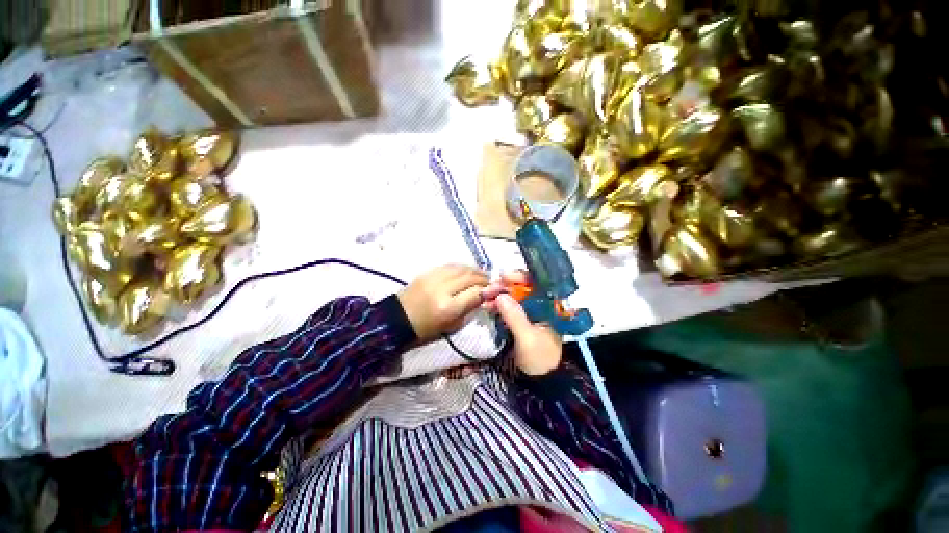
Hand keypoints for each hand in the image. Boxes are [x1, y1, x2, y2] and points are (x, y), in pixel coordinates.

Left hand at [397, 264, 488, 342]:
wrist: (398, 318)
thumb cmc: (426, 328)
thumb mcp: (451, 325)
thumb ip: (469, 309)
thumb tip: (483, 296)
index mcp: (448, 308)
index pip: (475, 293)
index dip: (488, 291)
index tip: (495, 290)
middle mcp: (442, 289)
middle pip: (470, 278)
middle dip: (483, 278)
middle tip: (491, 281)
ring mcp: (434, 278)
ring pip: (461, 268)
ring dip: (475, 270)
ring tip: (482, 274)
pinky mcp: (428, 272)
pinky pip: (450, 265)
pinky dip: (462, 267)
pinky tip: (468, 270)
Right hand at [483, 271, 562, 375]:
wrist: (537, 381)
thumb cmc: (539, 359)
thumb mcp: (528, 339)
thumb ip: (515, 317)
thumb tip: (501, 296)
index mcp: (551, 307)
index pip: (539, 283)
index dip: (521, 277)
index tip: (505, 277)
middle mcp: (541, 304)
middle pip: (523, 287)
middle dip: (506, 286)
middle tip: (489, 289)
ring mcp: (529, 311)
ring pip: (513, 295)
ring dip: (499, 294)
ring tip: (485, 298)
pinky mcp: (519, 318)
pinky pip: (508, 306)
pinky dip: (497, 304)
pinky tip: (487, 306)